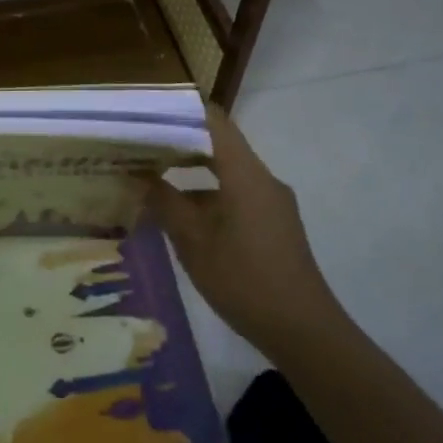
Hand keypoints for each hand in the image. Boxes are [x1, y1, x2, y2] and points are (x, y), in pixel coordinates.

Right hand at [147, 107, 342, 358]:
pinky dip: (207, 195)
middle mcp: (262, 179)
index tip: (146, 111)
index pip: (214, 121)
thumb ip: (164, 202)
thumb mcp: (193, 241)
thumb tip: (138, 175)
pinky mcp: (273, 224)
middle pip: (219, 145)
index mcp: (245, 174)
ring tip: (152, 177)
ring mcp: (271, 203)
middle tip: (139, 144)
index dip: (180, 110)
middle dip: (179, 142)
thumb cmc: (244, 279)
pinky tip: (181, 216)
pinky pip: (236, 195)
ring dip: (191, 172)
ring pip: (226, 172)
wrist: (304, 332)